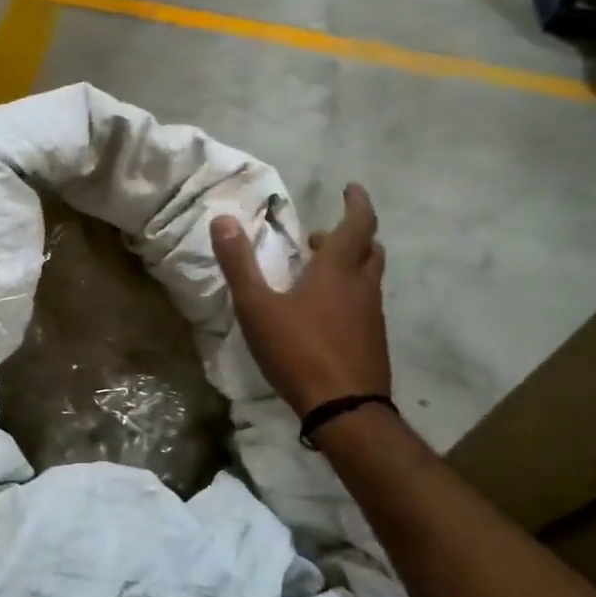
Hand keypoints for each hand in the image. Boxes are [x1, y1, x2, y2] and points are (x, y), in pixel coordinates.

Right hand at [212, 184, 390, 414]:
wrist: (345, 408)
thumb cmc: (298, 350)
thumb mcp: (257, 307)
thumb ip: (239, 264)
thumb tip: (222, 220)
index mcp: (337, 271)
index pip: (358, 224)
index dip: (357, 203)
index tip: (351, 188)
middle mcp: (362, 287)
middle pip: (369, 249)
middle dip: (350, 235)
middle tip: (321, 237)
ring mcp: (373, 316)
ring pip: (368, 278)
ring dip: (349, 266)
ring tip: (318, 274)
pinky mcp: (373, 342)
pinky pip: (365, 304)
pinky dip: (350, 294)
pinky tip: (325, 316)